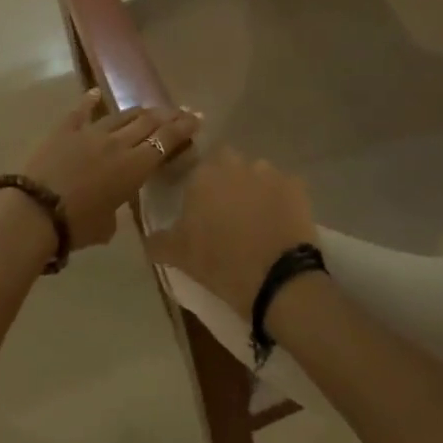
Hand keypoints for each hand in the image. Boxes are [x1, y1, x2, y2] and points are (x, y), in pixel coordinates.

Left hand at [21, 92, 199, 249]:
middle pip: (148, 122)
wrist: (35, 211)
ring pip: (121, 116)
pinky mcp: (65, 130)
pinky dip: (89, 101)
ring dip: (138, 111)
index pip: (165, 140)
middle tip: (179, 111)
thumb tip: (112, 208)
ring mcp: (90, 132)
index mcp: (134, 167)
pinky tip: (95, 93)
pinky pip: (80, 111)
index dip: (183, 127)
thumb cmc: (76, 226)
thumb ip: (116, 210)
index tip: (196, 117)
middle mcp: (118, 143)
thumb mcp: (107, 225)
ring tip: (148, 109)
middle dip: (167, 115)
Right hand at [145, 149, 316, 317]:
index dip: (200, 186)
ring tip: (256, 218)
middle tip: (227, 211)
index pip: (197, 168)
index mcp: (203, 175)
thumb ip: (159, 241)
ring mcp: (269, 172)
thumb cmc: (219, 263)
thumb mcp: (179, 255)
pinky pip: (285, 187)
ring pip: (257, 173)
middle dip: (227, 179)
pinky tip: (280, 222)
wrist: (276, 279)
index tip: (201, 207)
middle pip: (228, 163)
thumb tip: (146, 238)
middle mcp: (235, 164)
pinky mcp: (296, 186)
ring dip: (255, 188)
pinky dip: (282, 200)